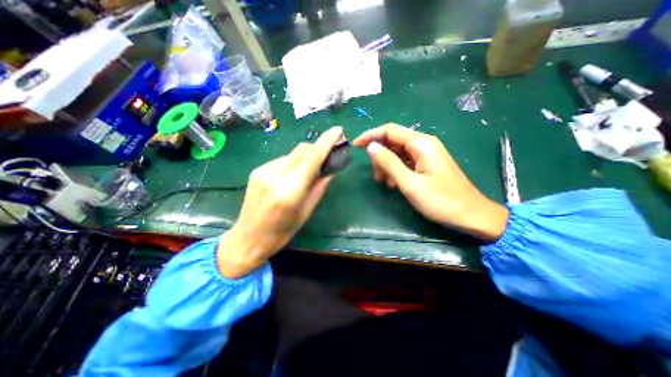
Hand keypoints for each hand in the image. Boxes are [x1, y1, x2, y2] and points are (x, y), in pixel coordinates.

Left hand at [217, 125, 342, 276]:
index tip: (338, 130)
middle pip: (302, 149)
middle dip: (316, 148)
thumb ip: (319, 187)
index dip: (326, 141)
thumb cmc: (282, 232)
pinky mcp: (256, 171)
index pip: (312, 157)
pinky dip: (291, 164)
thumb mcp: (306, 212)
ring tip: (306, 172)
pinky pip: (281, 160)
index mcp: (291, 191)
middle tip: (326, 156)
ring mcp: (263, 171)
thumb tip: (330, 170)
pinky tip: (290, 177)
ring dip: (304, 158)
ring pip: (292, 154)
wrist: (248, 238)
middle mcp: (276, 176)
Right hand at [353, 124, 505, 241]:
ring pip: (398, 152)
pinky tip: (395, 183)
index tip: (356, 146)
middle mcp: (424, 144)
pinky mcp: (427, 164)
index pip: (389, 130)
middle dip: (380, 156)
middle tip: (376, 176)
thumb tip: (370, 147)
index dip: (370, 135)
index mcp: (421, 143)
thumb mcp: (410, 183)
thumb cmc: (441, 201)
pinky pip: (406, 161)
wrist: (471, 215)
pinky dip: (396, 170)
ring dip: (387, 165)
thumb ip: (389, 163)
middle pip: (393, 141)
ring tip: (385, 183)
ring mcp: (426, 154)